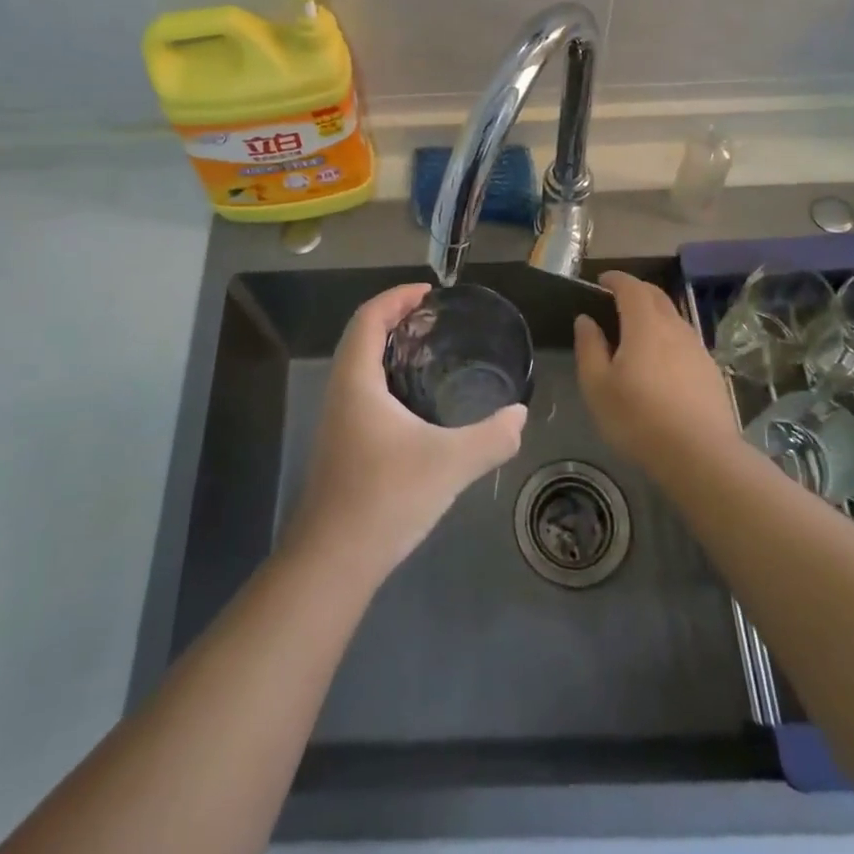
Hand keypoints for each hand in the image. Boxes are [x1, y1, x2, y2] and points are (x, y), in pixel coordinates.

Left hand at [286, 283, 526, 581]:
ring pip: (360, 366)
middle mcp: (341, 392)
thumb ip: (492, 437)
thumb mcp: (450, 463)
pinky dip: (387, 377)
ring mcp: (337, 421)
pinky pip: (363, 391)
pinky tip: (416, 403)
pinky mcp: (341, 445)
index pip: (369, 318)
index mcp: (357, 381)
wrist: (333, 561)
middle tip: (434, 319)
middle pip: (362, 336)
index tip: (429, 292)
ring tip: (429, 352)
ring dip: (389, 349)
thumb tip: (520, 415)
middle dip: (395, 319)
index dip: (396, 297)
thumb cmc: (385, 498)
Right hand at [573, 271, 737, 475]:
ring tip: (637, 332)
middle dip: (636, 291)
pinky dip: (669, 337)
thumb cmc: (638, 419)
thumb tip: (586, 320)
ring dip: (654, 314)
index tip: (601, 281)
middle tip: (616, 301)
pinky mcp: (710, 371)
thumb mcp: (597, 386)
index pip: (631, 287)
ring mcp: (697, 349)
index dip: (615, 279)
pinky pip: (685, 340)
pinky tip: (661, 362)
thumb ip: (589, 347)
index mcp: (645, 325)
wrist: (701, 455)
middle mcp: (674, 328)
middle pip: (656, 296)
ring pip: (674, 318)